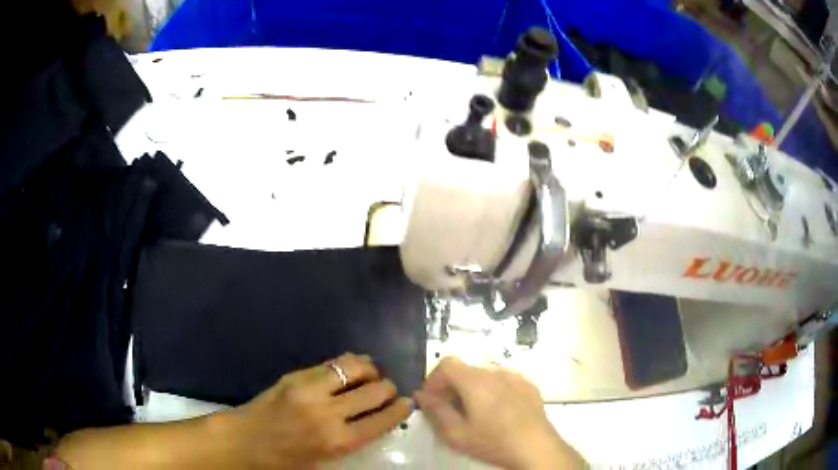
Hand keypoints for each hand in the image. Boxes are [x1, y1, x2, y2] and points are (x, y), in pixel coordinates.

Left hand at [220, 353, 411, 468]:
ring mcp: (310, 389)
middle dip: (388, 389)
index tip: (407, 402)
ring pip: (354, 367)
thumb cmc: (286, 460)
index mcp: (337, 441)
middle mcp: (328, 413)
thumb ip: (351, 440)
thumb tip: (374, 419)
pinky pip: (331, 364)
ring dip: (369, 370)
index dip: (400, 409)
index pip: (382, 420)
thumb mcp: (324, 460)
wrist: (244, 440)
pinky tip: (348, 369)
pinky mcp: (295, 375)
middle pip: (374, 391)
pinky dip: (346, 364)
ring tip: (371, 374)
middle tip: (388, 390)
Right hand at [415, 358, 583, 469]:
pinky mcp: (529, 386)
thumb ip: (436, 411)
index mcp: (476, 382)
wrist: (536, 448)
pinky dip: (493, 391)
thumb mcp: (457, 434)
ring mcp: (516, 377)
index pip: (446, 363)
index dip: (434, 379)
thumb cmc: (494, 442)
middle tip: (450, 411)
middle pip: (465, 370)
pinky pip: (504, 382)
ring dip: (472, 389)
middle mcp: (496, 373)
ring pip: (484, 376)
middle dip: (451, 387)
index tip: (432, 400)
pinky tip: (498, 413)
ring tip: (474, 414)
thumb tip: (422, 394)